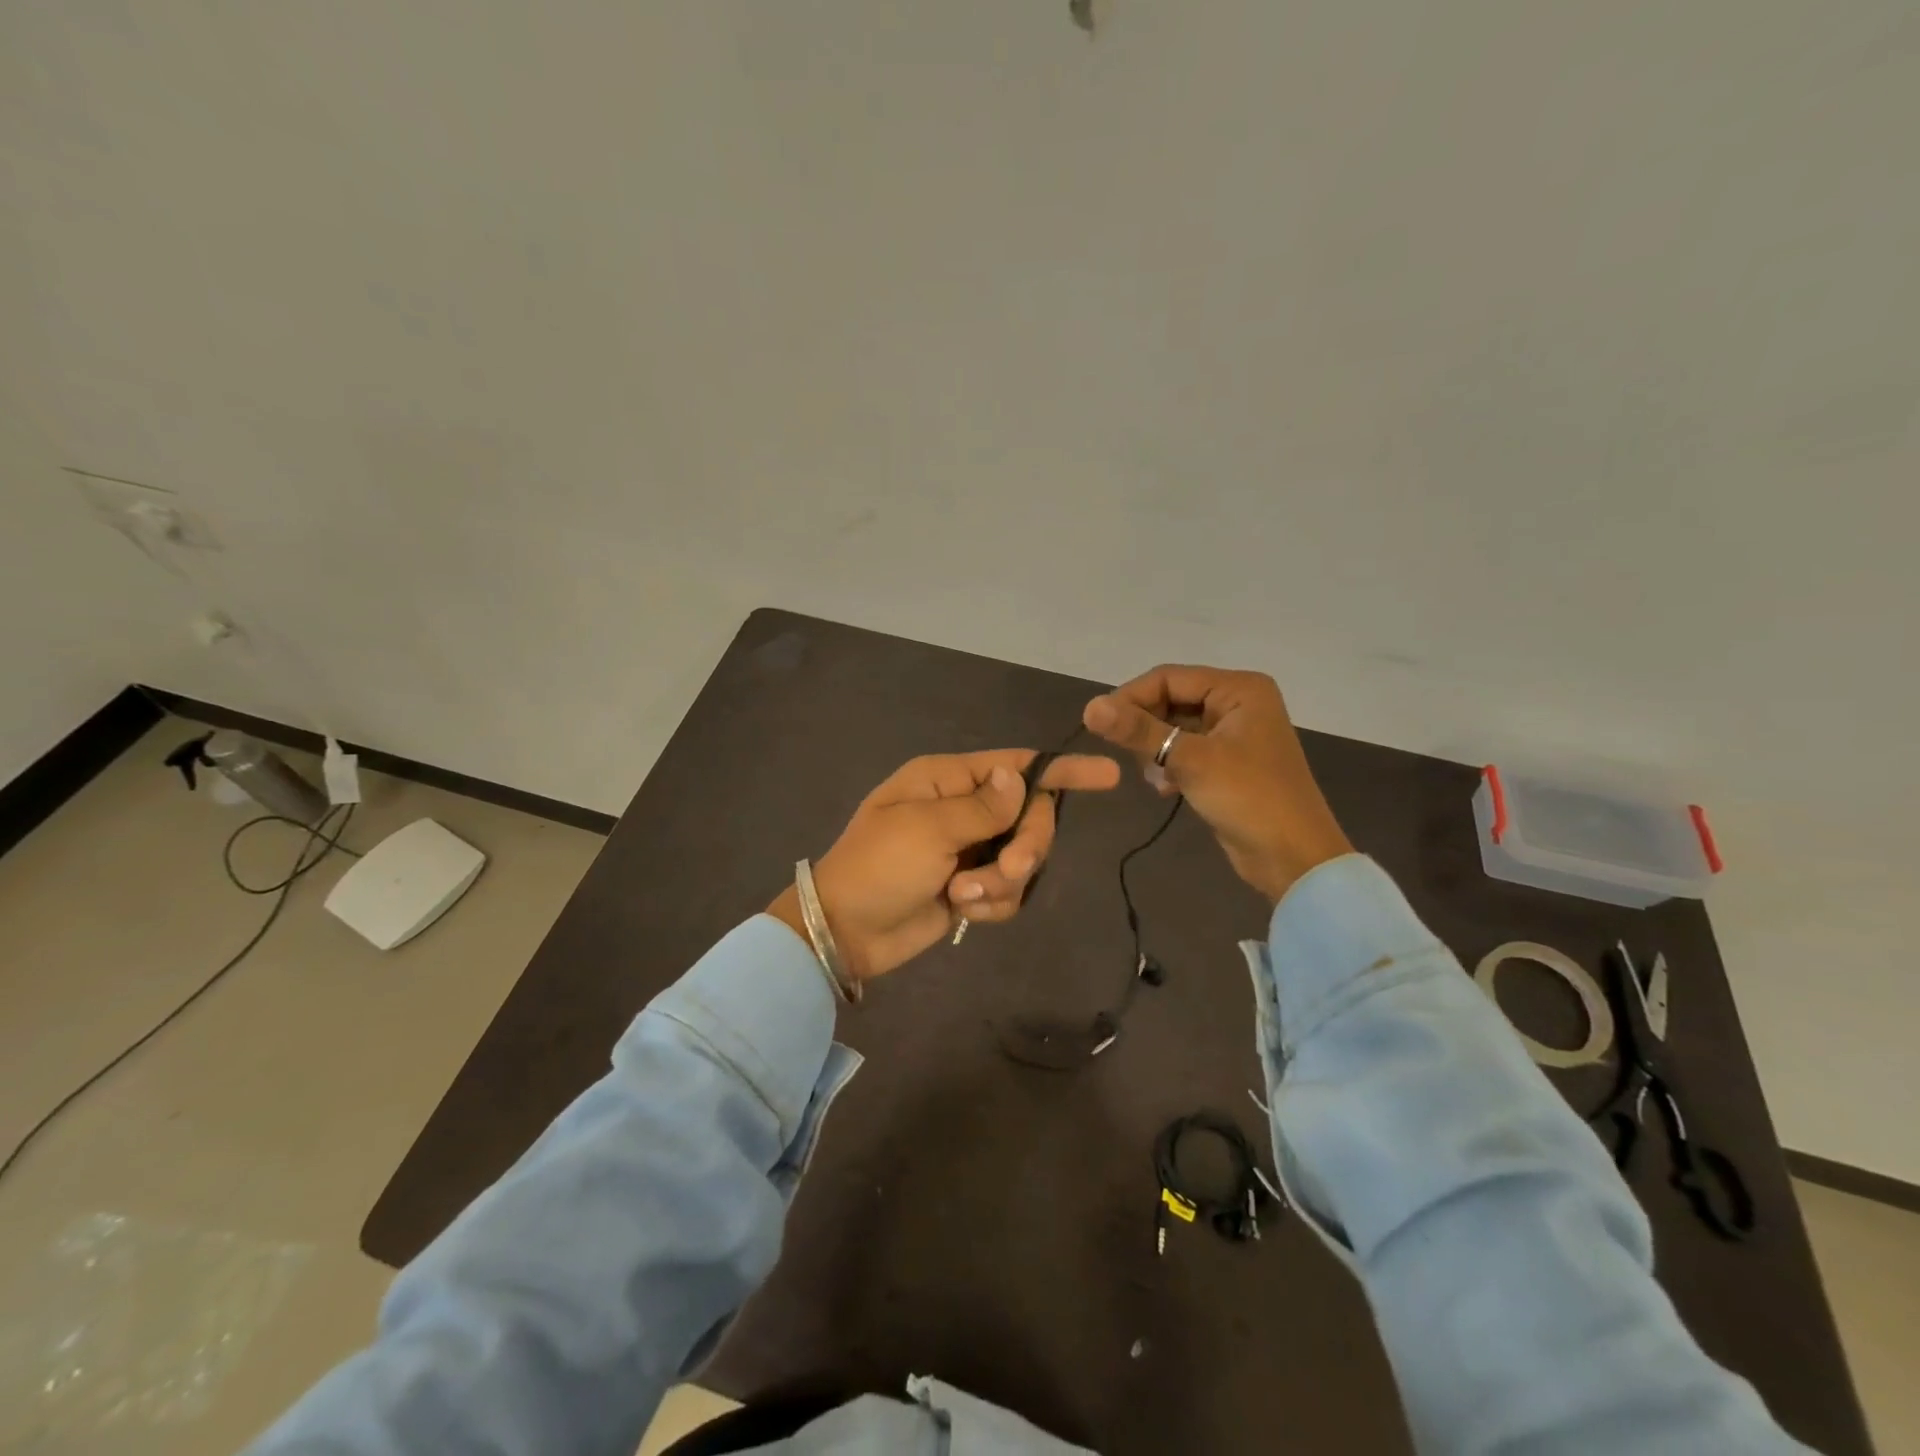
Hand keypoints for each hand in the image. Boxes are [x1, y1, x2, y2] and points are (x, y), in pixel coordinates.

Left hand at [768, 750, 1120, 981]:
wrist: (844, 932)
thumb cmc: (878, 867)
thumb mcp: (928, 830)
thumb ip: (983, 807)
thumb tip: (1020, 776)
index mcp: (948, 780)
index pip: (1017, 766)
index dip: (1063, 771)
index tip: (1108, 776)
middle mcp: (963, 809)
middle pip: (1031, 817)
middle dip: (1026, 846)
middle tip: (1007, 869)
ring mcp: (968, 849)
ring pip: (1022, 858)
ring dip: (1001, 882)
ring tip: (963, 895)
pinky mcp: (970, 886)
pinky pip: (1008, 890)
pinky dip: (992, 903)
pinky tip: (963, 911)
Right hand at [1083, 665, 1351, 901]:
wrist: (1294, 859)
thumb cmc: (1249, 799)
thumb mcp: (1191, 760)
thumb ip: (1139, 731)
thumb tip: (1089, 707)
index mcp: (1239, 689)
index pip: (1168, 677)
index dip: (1130, 697)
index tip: (1097, 724)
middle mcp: (1237, 703)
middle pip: (1170, 700)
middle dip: (1145, 728)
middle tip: (1126, 755)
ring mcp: (1233, 734)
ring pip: (1173, 727)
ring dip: (1156, 751)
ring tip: (1154, 777)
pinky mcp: (1226, 762)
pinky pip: (1184, 750)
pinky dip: (1169, 765)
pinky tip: (1166, 788)